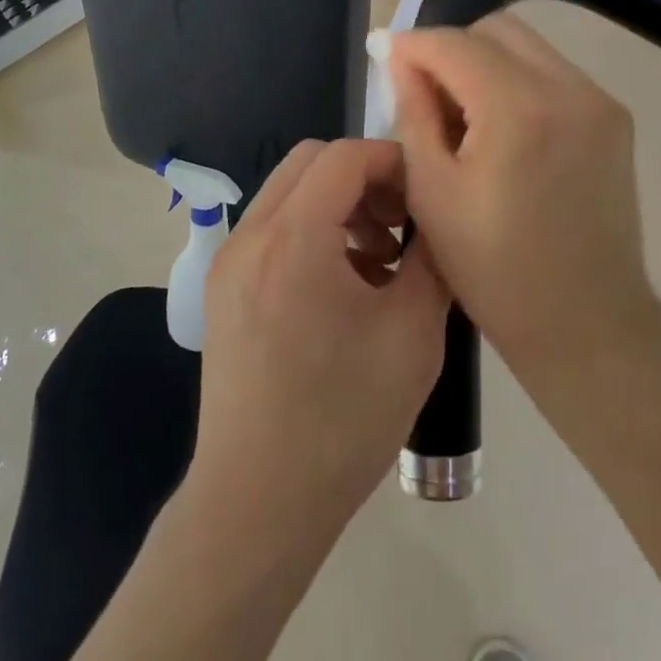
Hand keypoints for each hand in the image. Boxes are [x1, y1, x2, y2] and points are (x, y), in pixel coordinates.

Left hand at [188, 139, 449, 539]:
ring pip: (289, 191)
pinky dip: (312, 229)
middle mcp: (251, 236)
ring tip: (379, 258)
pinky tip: (345, 284)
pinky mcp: (224, 288)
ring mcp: (229, 261)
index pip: (345, 156)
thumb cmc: (343, 420)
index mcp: (293, 239)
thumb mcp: (413, 334)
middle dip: (364, 176)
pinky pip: (273, 227)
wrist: (258, 504)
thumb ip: (430, 258)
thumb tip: (436, 218)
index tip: (425, 196)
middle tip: (401, 222)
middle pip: (311, 160)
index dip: (392, 161)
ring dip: (337, 202)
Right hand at [385, 13, 659, 368]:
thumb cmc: (496, 270)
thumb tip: (400, 58)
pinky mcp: (615, 116)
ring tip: (467, 116)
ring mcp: (599, 99)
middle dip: (453, 48)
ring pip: (527, 46)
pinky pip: (553, 72)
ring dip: (486, 63)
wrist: (589, 323)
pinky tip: (505, 129)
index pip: (455, 43)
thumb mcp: (433, 192)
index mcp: (518, 109)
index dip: (414, 44)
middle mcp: (567, 88)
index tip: (386, 57)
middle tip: (428, 94)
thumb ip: (414, 111)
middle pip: (496, 29)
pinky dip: (519, 82)